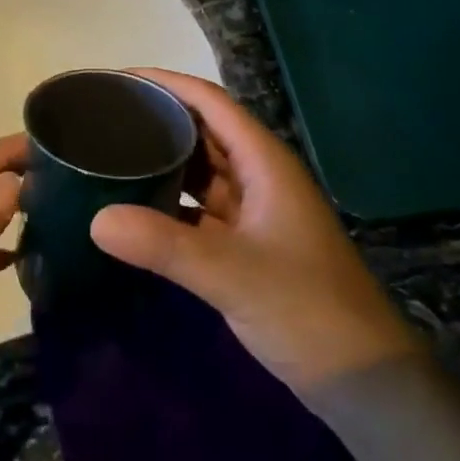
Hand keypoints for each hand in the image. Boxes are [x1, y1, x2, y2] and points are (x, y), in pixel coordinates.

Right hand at [90, 71, 420, 395]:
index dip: (166, 83)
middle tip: (105, 116)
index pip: (209, 100)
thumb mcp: (231, 273)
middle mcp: (259, 175)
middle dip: (158, 118)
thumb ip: (163, 244)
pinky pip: (200, 208)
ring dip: (163, 160)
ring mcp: (255, 211)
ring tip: (112, 153)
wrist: (364, 380)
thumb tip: (95, 219)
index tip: (119, 80)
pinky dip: (170, 203)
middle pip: (203, 130)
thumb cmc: (306, 308)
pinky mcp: (248, 245)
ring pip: (201, 170)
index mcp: (264, 161)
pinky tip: (136, 207)